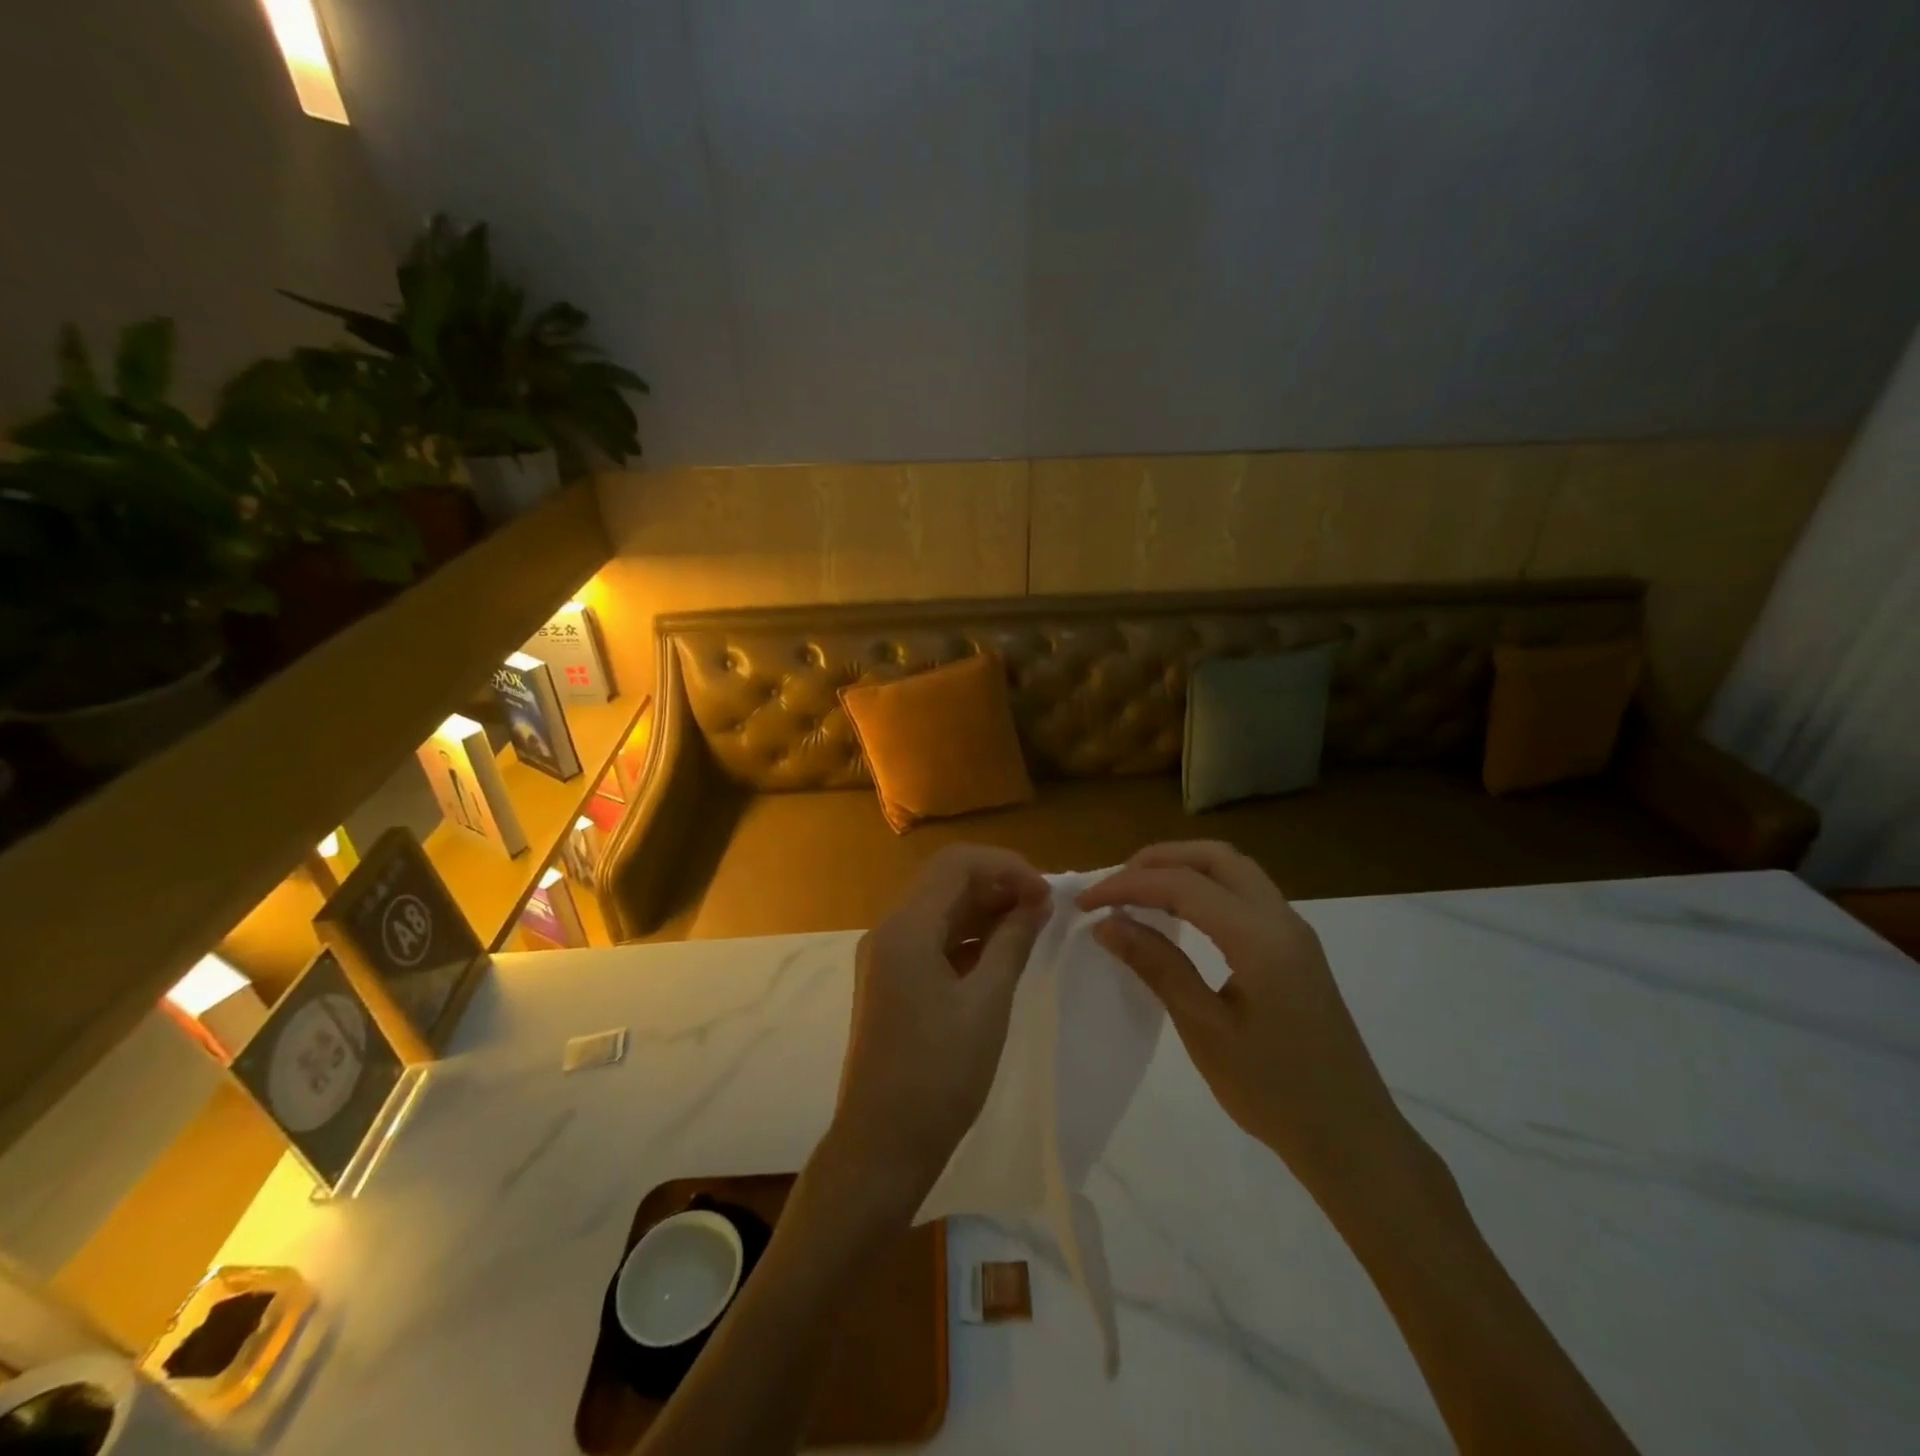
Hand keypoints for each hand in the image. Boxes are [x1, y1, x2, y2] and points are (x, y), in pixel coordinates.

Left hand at [826, 846, 1051, 1212]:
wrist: (882, 1145)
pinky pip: (933, 939)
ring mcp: (886, 956)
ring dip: (985, 908)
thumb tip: (1037, 902)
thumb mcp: (987, 1004)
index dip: (1007, 866)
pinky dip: (969, 936)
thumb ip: (1013, 942)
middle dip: (998, 883)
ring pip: (941, 909)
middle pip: (946, 881)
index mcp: (906, 928)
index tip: (1046, 894)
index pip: (957, 864)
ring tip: (1032, 926)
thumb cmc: (939, 1076)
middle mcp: (889, 930)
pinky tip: (1002, 952)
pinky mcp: (891, 980)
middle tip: (1044, 908)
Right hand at [1078, 841, 1417, 1199]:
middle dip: (1158, 860)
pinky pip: (1245, 894)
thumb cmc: (1274, 1091)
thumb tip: (1107, 924)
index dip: (1128, 885)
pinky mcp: (1296, 949)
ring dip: (1184, 869)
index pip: (1183, 884)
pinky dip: (1205, 888)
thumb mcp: (1205, 1029)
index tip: (1086, 903)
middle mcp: (1281, 918)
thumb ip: (1157, 965)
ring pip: (1234, 870)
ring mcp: (1294, 931)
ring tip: (1139, 893)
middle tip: (1115, 886)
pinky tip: (1180, 916)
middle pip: (1215, 857)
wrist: (1351, 1138)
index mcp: (1259, 937)